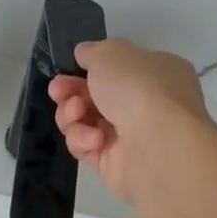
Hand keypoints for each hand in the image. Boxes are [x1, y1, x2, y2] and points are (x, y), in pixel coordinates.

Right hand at [48, 39, 211, 204]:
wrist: (157, 145)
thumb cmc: (139, 88)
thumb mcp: (111, 53)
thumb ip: (93, 51)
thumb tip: (85, 54)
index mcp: (157, 73)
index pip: (118, 69)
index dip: (90, 68)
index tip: (68, 69)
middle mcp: (148, 105)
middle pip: (95, 96)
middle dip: (71, 92)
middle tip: (58, 91)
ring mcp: (132, 137)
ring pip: (86, 121)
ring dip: (72, 115)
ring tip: (76, 113)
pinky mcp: (116, 166)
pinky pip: (87, 148)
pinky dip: (84, 140)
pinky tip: (94, 139)